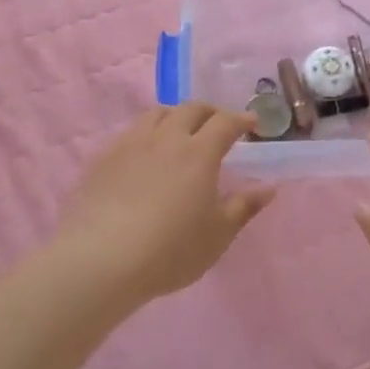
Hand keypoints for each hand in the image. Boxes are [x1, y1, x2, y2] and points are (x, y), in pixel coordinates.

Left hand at [52, 104, 275, 304]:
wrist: (101, 259)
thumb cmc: (170, 250)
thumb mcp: (217, 235)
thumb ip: (244, 207)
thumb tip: (268, 187)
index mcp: (199, 152)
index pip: (225, 123)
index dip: (241, 119)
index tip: (252, 123)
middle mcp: (166, 138)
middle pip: (190, 109)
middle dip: (209, 112)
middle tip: (218, 124)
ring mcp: (131, 144)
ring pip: (156, 114)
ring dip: (175, 116)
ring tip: (180, 131)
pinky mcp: (103, 158)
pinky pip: (130, 132)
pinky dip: (146, 133)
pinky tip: (145, 153)